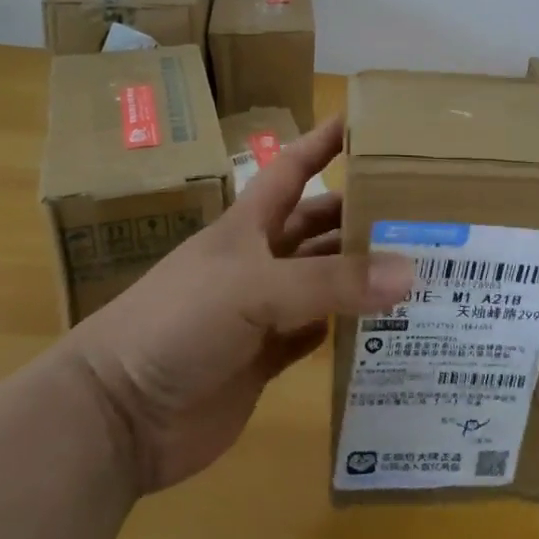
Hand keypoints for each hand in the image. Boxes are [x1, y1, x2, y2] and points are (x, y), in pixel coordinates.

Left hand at [66, 116, 412, 494]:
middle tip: (419, 212)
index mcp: (248, 227)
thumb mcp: (255, 288)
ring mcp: (262, 312)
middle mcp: (258, 262)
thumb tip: (411, 270)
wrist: (118, 415)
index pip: (292, 170)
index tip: (365, 123)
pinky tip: (387, 325)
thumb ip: (331, 281)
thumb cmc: (179, 322)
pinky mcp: (266, 358)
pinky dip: (348, 329)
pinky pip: (317, 335)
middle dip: (359, 216)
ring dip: (362, 275)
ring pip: (323, 282)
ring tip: (419, 267)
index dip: (322, 143)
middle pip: (317, 227)